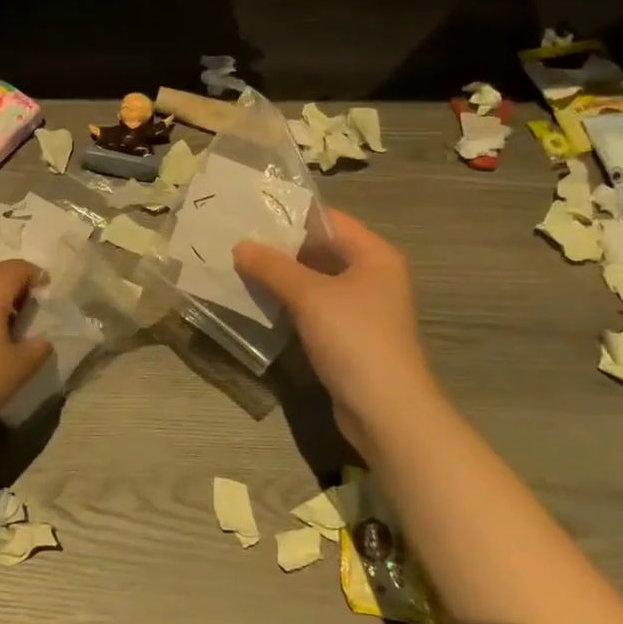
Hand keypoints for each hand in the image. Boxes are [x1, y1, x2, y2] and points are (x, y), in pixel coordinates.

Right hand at [233, 209, 439, 453]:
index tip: (249, 212)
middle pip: (320, 248)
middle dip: (280, 246)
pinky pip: (314, 306)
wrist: (386, 411)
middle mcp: (372, 274)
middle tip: (236, 239)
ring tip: (238, 266)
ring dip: (281, 275)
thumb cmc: (354, 339)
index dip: (290, 214)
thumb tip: (239, 246)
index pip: (328, 219)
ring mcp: (361, 307)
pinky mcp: (349, 334)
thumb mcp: (309, 296)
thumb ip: (272, 266)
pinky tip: (258, 300)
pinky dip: (289, 301)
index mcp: (374, 254)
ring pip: (314, 279)